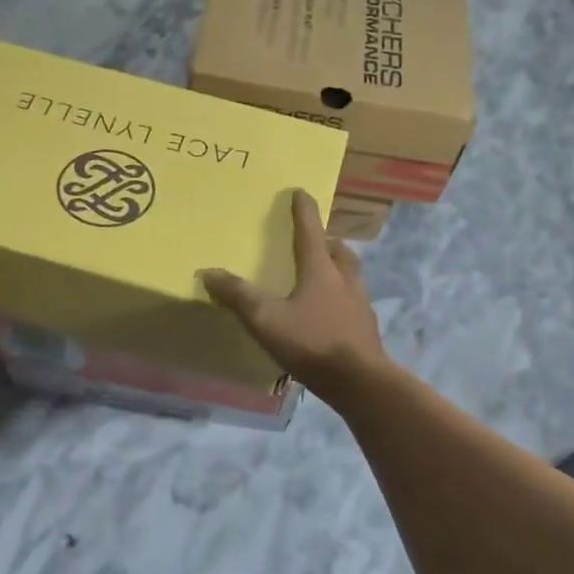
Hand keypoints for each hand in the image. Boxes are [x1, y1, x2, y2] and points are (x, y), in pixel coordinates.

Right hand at [201, 189, 389, 401]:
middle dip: (326, 241)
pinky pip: (352, 301)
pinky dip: (341, 297)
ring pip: (350, 274)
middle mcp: (344, 279)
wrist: (360, 381)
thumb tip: (208, 272)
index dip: (303, 210)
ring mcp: (359, 304)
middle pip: (338, 251)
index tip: (300, 192)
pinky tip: (329, 312)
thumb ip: (238, 295)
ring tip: (322, 274)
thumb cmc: (312, 342)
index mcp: (321, 269)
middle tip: (314, 240)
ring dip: (337, 267)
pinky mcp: (365, 328)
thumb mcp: (266, 319)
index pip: (310, 230)